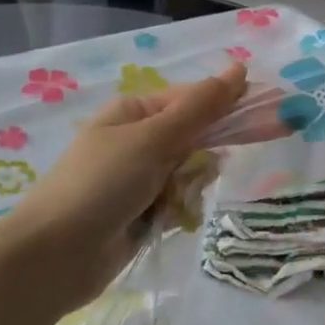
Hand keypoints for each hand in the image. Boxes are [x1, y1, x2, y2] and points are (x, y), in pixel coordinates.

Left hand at [0, 63, 260, 324]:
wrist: (54, 258)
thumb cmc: (101, 185)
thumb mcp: (153, 139)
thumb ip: (201, 107)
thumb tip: (240, 67)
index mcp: (136, 112)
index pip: (196, 100)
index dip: (230, 108)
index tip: (269, 118)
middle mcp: (139, 141)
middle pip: (197, 138)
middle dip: (202, 158)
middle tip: (197, 173)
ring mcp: (140, 179)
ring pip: (192, 174)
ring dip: (188, 188)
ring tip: (169, 204)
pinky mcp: (143, 213)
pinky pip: (180, 202)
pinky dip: (178, 212)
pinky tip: (163, 223)